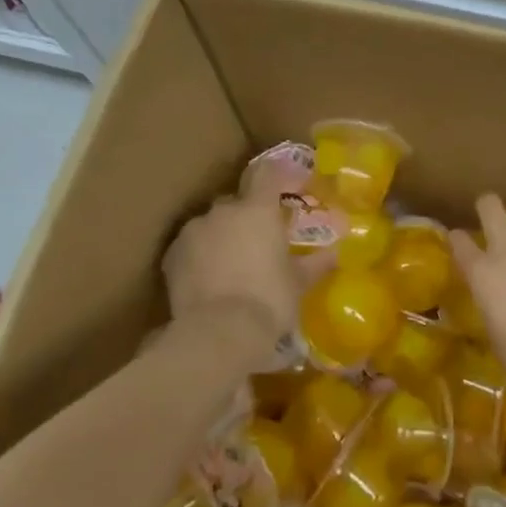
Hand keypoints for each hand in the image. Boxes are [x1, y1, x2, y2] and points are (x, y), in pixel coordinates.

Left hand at [163, 170, 320, 353]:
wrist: (218, 332)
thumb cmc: (268, 301)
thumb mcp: (298, 284)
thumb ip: (314, 264)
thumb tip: (334, 254)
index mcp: (258, 210)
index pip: (268, 174)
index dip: (279, 176)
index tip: (290, 186)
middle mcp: (224, 211)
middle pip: (237, 202)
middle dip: (247, 217)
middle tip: (259, 242)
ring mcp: (194, 230)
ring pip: (211, 224)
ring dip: (222, 236)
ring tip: (231, 266)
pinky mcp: (171, 254)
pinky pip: (190, 246)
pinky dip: (200, 256)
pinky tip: (208, 279)